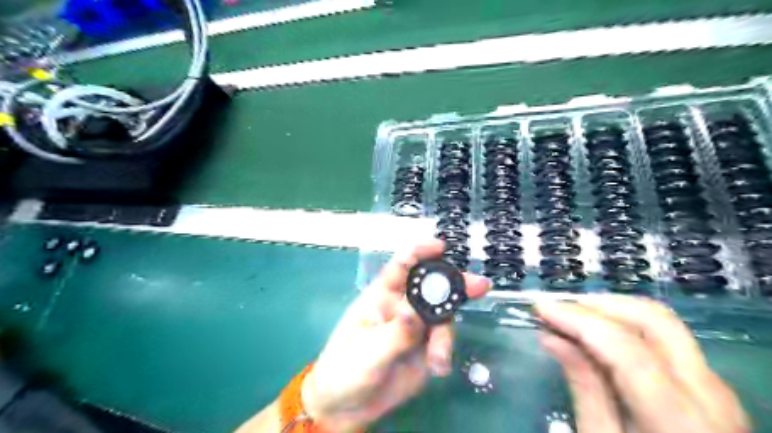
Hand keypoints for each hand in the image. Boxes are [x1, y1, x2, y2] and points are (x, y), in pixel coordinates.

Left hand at [301, 240, 486, 432]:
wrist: (349, 407)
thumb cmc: (346, 370)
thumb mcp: (367, 353)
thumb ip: (395, 334)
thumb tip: (416, 313)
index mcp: (381, 297)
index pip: (401, 266)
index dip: (420, 252)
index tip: (440, 246)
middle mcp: (402, 306)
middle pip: (431, 286)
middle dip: (454, 284)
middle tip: (479, 285)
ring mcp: (416, 326)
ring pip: (442, 315)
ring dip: (446, 334)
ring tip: (439, 358)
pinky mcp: (426, 346)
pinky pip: (444, 340)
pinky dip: (445, 351)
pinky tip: (438, 368)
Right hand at [539, 294, 748, 432]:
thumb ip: (584, 386)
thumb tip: (551, 337)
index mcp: (679, 417)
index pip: (626, 346)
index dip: (578, 319)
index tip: (541, 308)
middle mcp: (707, 390)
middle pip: (653, 319)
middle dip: (598, 304)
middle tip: (558, 307)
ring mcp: (712, 382)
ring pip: (660, 321)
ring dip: (611, 309)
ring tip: (572, 316)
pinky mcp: (706, 380)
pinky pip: (664, 336)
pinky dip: (625, 323)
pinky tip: (597, 333)